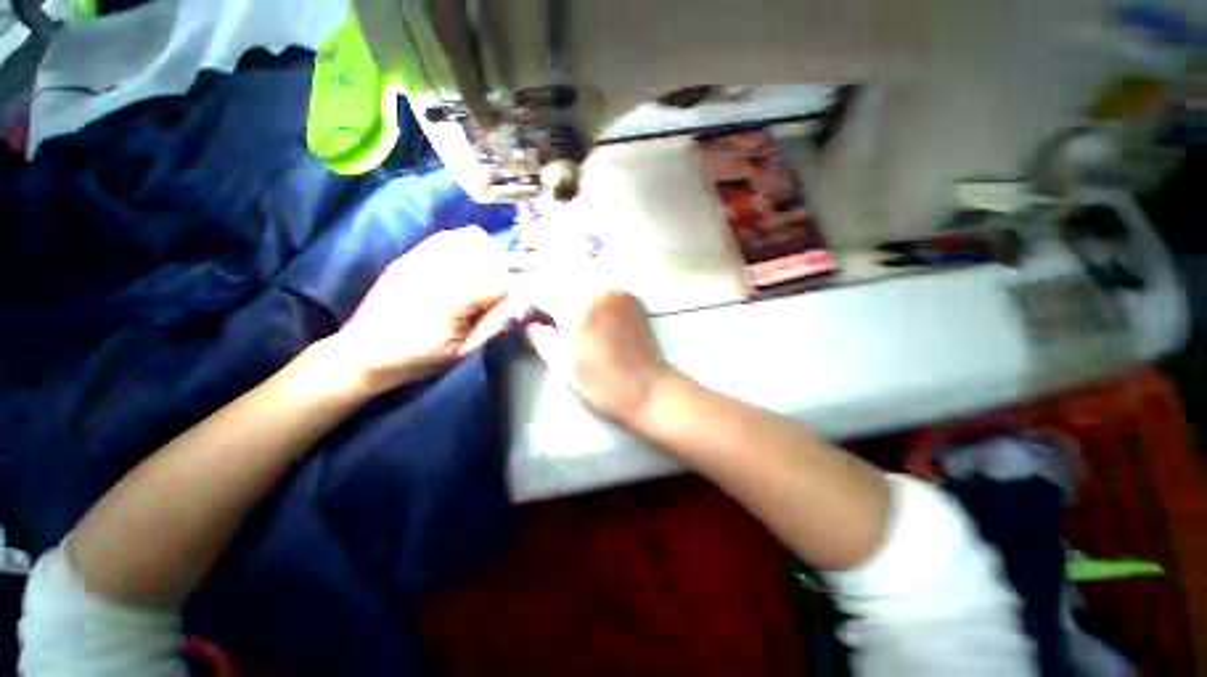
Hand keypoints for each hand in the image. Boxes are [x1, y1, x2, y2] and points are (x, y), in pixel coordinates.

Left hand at [334, 227, 517, 392]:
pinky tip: (475, 259)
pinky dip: (471, 242)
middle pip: (491, 256)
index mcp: (451, 302)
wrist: (364, 352)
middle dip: (513, 266)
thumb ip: (495, 322)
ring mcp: (423, 257)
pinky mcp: (413, 253)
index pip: (501, 282)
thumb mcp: (464, 351)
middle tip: (523, 281)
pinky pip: (451, 235)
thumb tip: (524, 299)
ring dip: (493, 251)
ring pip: (473, 238)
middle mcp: (438, 271)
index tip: (532, 294)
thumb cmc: (419, 359)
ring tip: (498, 268)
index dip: (521, 286)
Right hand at [523, 275, 672, 425]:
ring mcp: (617, 289)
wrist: (648, 390)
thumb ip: (540, 338)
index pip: (539, 290)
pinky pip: (600, 281)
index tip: (523, 316)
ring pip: (580, 274)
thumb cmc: (602, 385)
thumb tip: (529, 323)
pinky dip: (585, 287)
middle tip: (539, 310)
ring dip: (564, 285)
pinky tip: (582, 303)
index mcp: (578, 307)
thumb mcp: (563, 366)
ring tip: (559, 307)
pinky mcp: (629, 295)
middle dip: (544, 289)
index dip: (525, 301)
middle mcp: (598, 289)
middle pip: (559, 275)